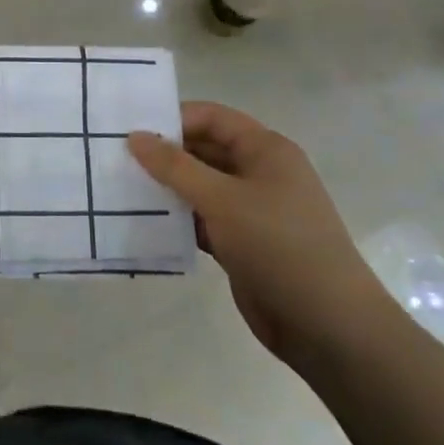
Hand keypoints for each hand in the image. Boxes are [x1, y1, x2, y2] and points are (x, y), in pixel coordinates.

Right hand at [129, 102, 387, 365]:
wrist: (328, 326)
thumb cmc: (279, 246)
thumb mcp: (222, 199)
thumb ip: (175, 167)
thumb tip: (135, 136)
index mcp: (265, 150)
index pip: (212, 118)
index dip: (173, 119)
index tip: (130, 130)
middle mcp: (259, 173)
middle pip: (203, 150)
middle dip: (164, 154)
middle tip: (115, 159)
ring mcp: (250, 210)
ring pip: (199, 187)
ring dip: (166, 188)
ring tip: (120, 188)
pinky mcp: (241, 243)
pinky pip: (201, 220)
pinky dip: (177, 220)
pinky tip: (142, 222)